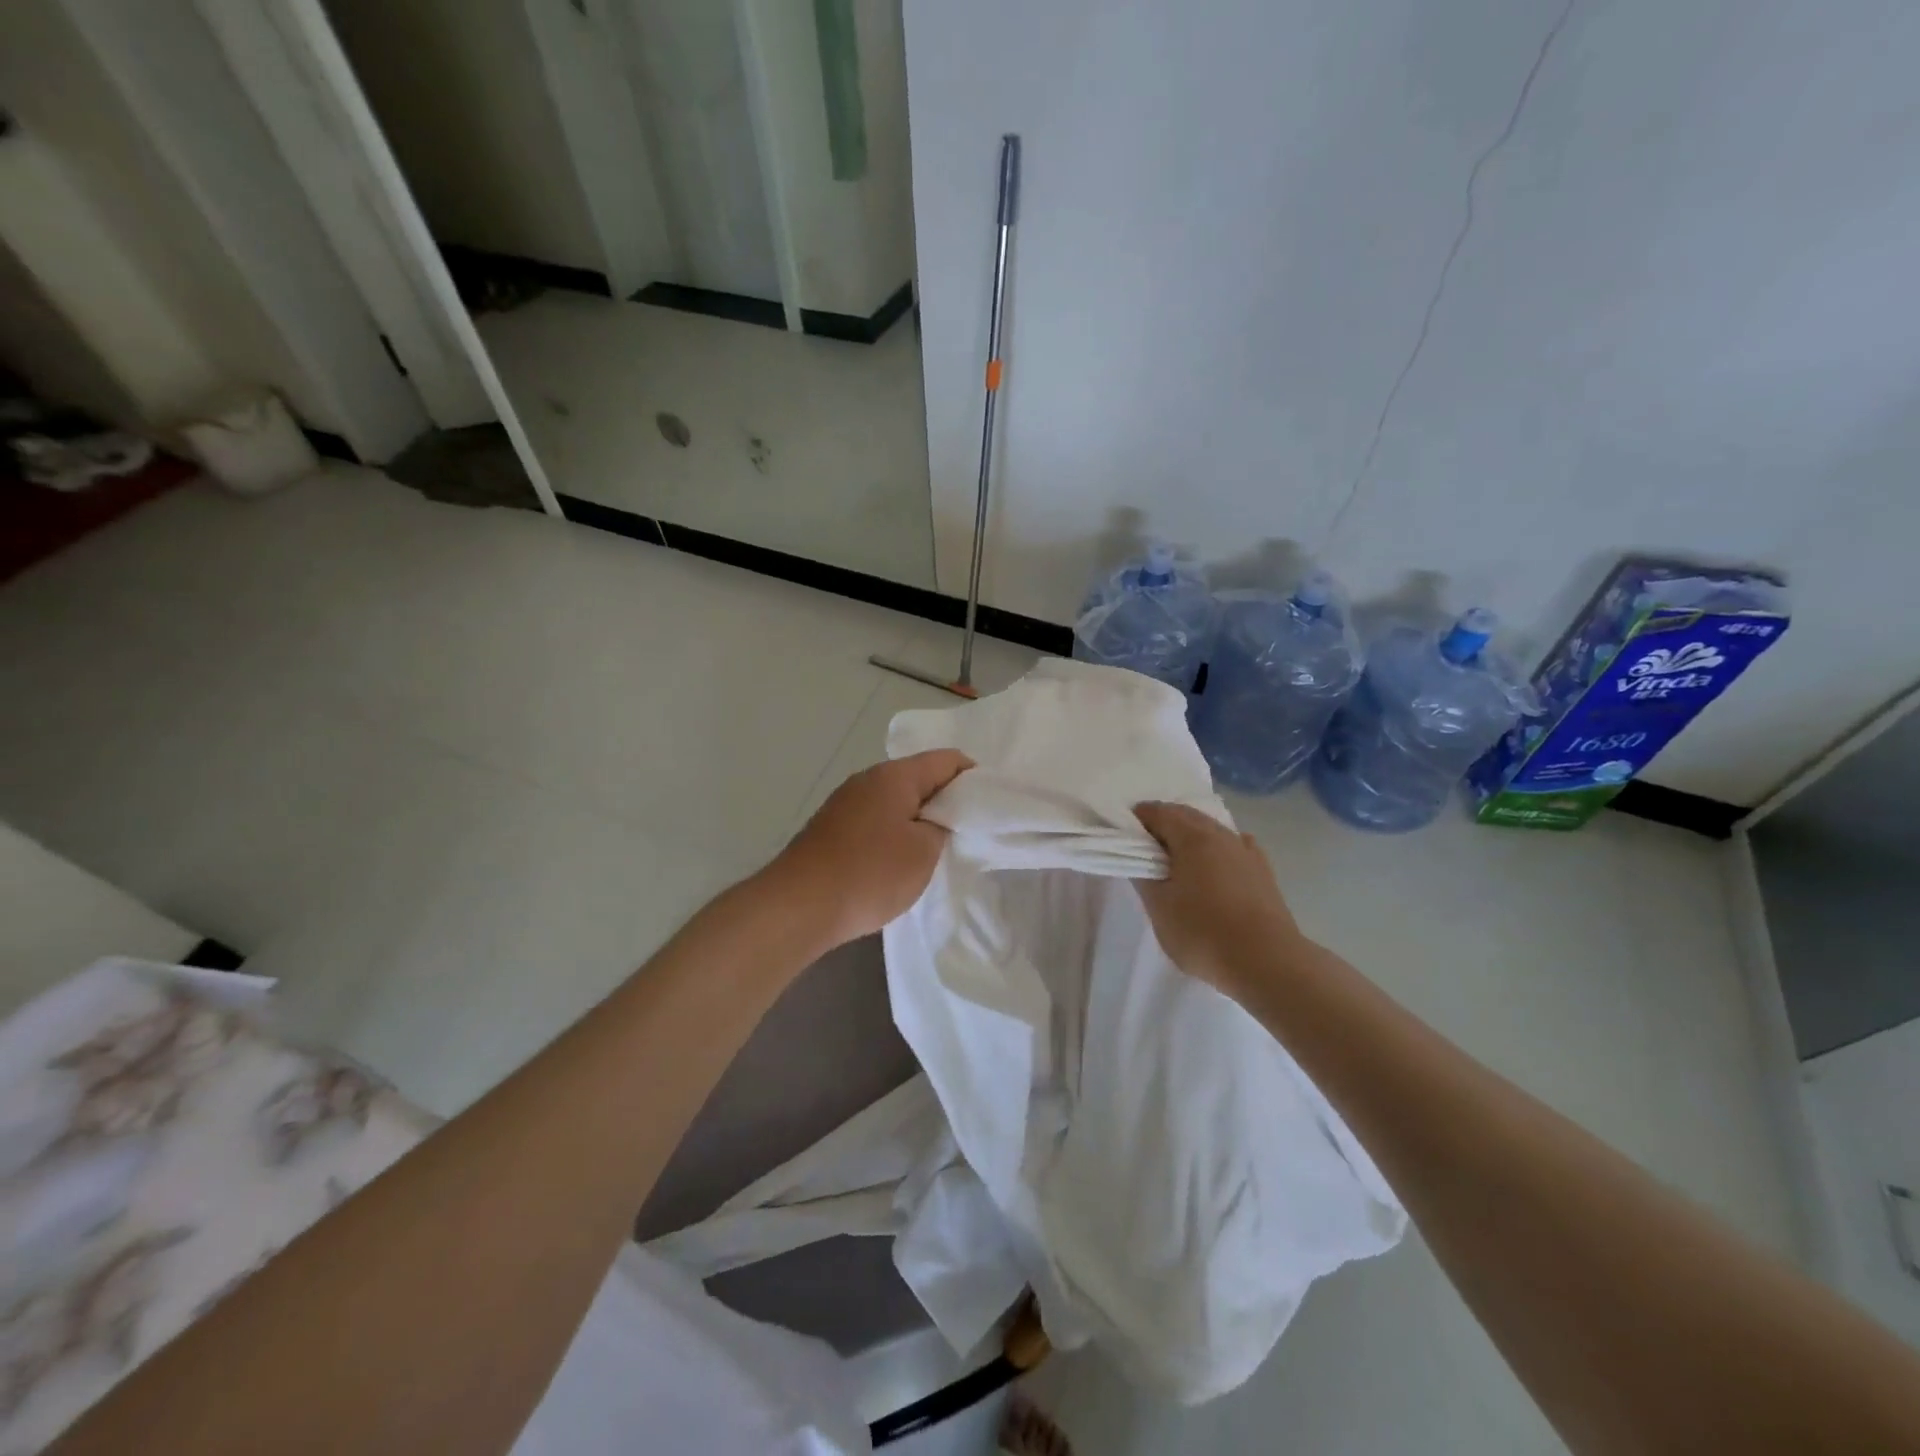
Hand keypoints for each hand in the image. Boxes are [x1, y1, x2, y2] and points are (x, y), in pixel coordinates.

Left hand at [767, 750, 972, 950]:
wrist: (799, 906)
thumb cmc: (870, 873)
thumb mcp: (924, 852)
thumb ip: (941, 828)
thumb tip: (935, 820)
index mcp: (894, 776)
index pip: (946, 760)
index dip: (973, 776)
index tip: (991, 803)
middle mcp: (867, 780)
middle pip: (919, 778)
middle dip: (946, 800)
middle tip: (968, 828)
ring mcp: (845, 804)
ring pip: (895, 801)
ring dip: (918, 819)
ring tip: (938, 847)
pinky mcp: (831, 829)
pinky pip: (875, 820)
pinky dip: (894, 832)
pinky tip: (900, 860)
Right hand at [1133, 802, 1305, 995]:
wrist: (1267, 962)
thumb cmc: (1203, 932)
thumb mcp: (1160, 908)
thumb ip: (1144, 877)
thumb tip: (1140, 859)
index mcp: (1193, 837)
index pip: (1158, 812)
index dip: (1138, 819)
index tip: (1124, 836)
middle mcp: (1222, 834)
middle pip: (1186, 816)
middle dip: (1164, 824)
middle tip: (1145, 849)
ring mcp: (1247, 851)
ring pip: (1212, 830)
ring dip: (1191, 836)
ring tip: (1177, 861)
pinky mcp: (1263, 871)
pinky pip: (1234, 847)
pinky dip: (1217, 849)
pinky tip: (1216, 866)